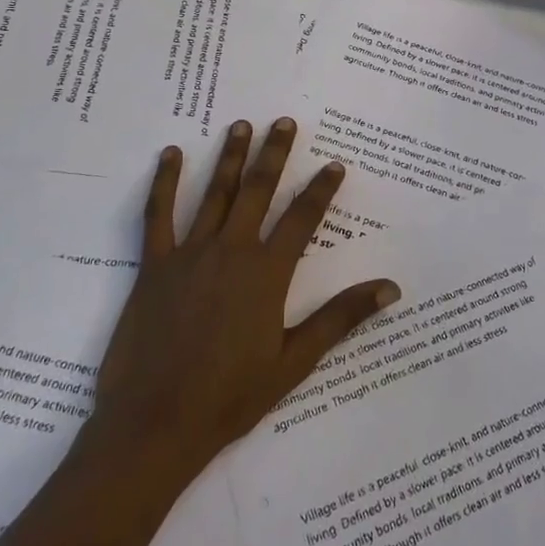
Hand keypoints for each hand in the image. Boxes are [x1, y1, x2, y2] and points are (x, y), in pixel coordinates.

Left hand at [0, 117, 397, 545]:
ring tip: (241, 125)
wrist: (156, 424)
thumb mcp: (294, 360)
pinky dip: (164, 182)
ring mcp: (190, 254)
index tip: (335, 164)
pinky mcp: (154, 266)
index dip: (321, 190)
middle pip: (258, 191)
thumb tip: (390, 288)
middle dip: (274, 154)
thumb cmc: (230, 397)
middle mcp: (232, 251)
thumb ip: (340, 317)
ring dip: (229, 157)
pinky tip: (169, 155)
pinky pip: (158, 215)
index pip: (303, 219)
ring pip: (214, 194)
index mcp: (267, 274)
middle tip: (285, 122)